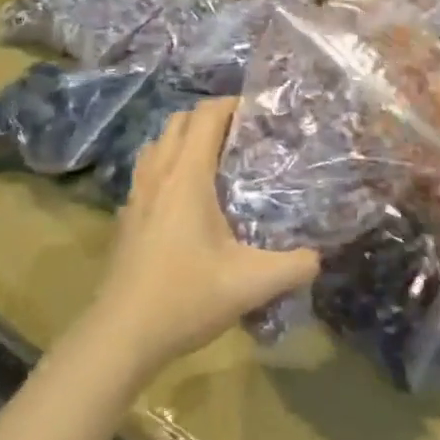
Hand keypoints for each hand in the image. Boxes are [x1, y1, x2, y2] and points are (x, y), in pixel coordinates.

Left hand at [95, 99, 319, 368]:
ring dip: (183, 139)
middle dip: (210, 118)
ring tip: (213, 160)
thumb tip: (318, 257)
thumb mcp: (251, 284)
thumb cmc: (186, 297)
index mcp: (187, 176)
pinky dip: (166, 166)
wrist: (121, 335)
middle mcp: (158, 174)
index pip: (206, 116)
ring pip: (158, 143)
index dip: (232, 104)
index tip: (258, 112)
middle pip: (179, 121)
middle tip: (241, 136)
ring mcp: (136, 194)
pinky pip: (146, 171)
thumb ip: (293, 267)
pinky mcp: (126, 217)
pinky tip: (183, 199)